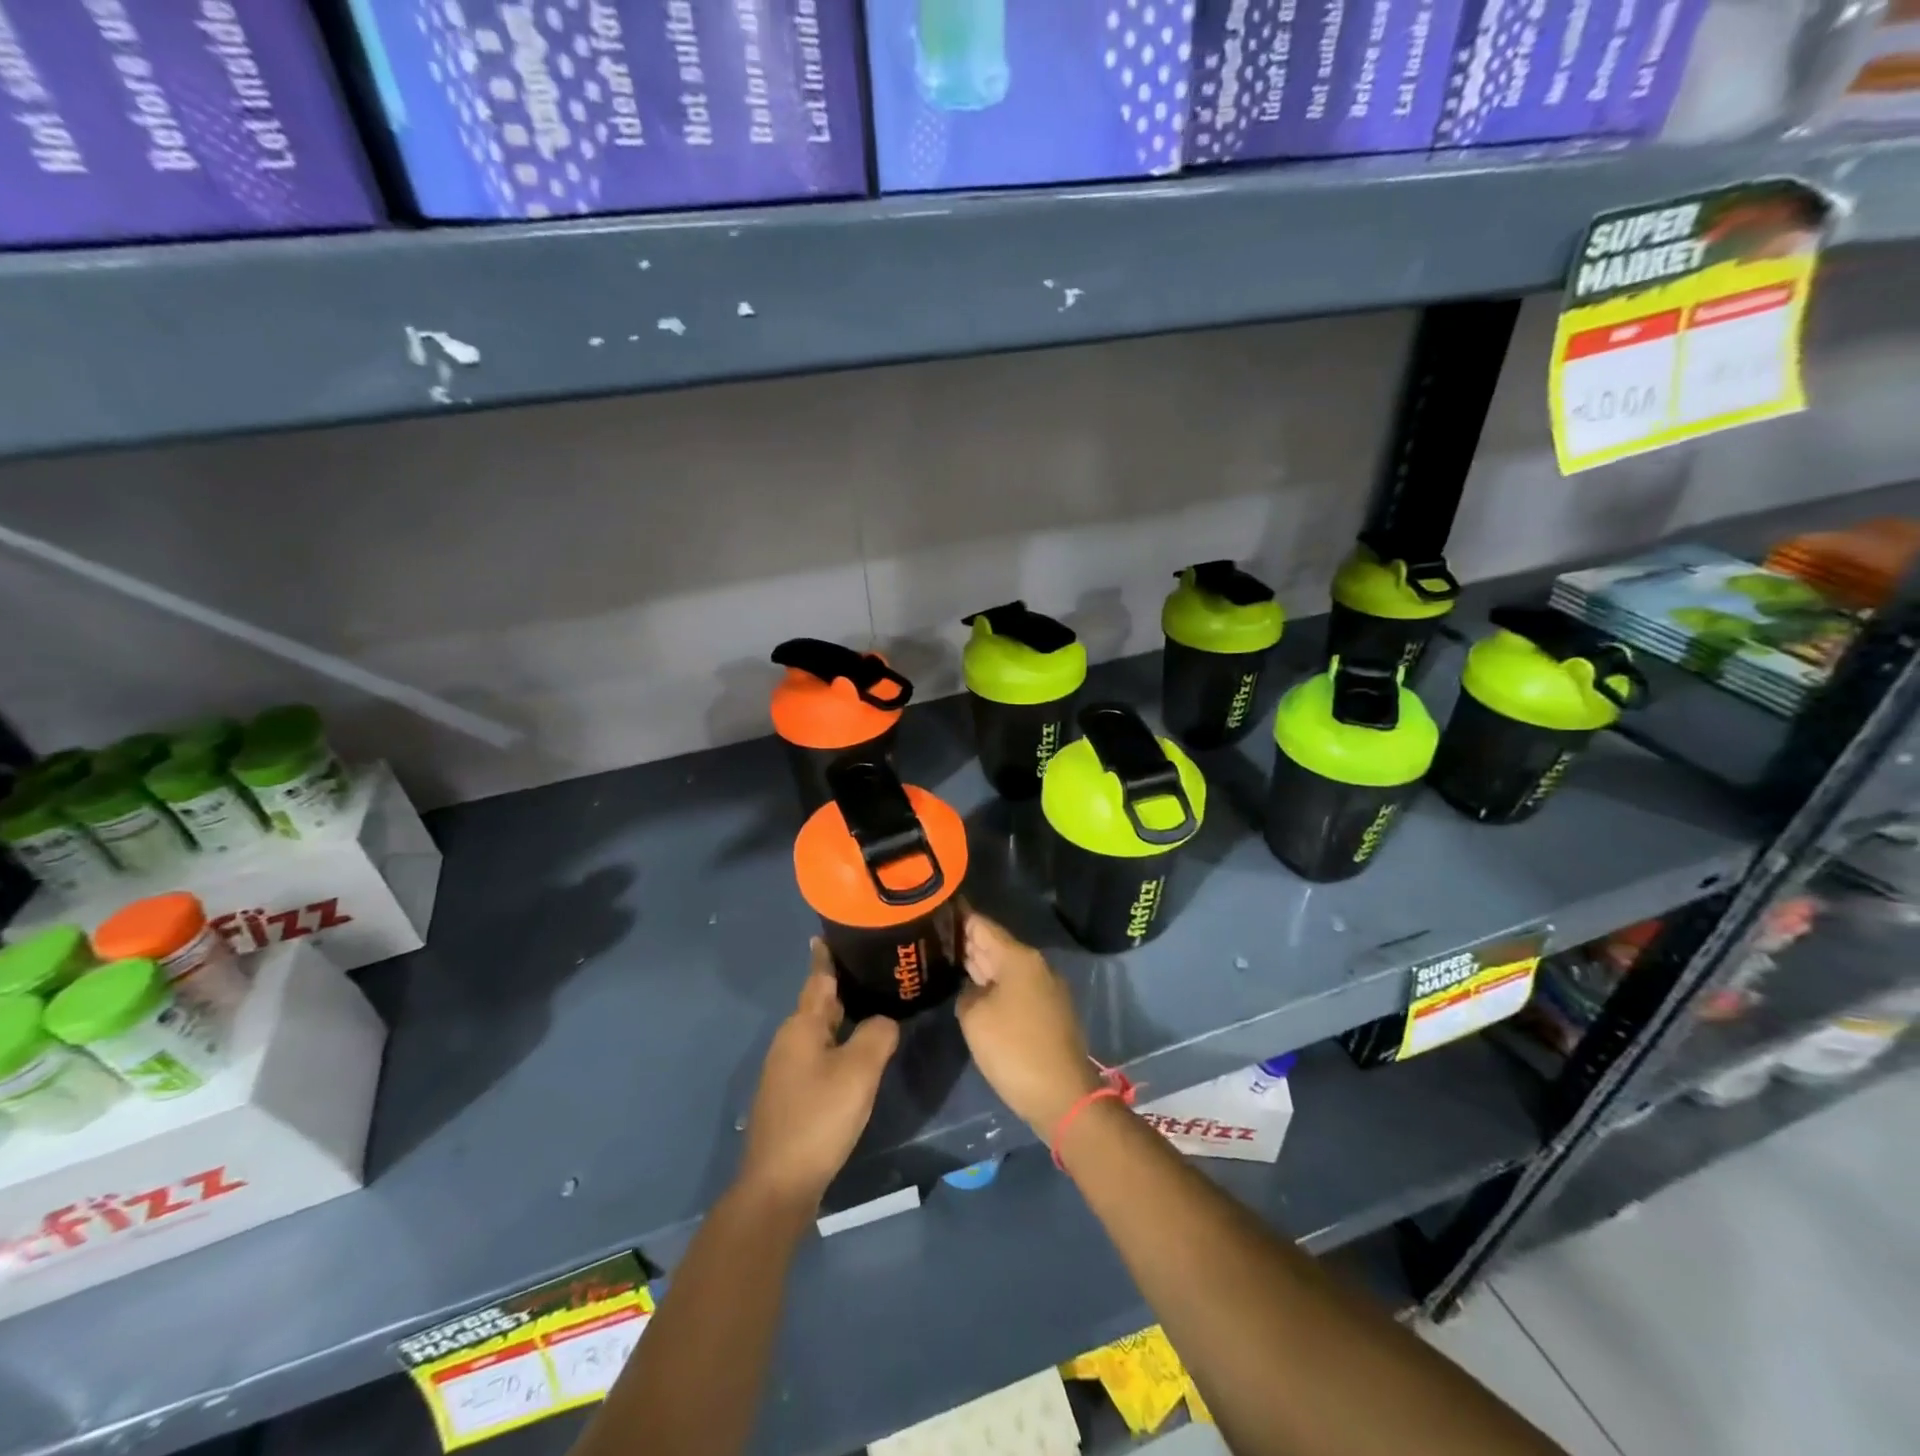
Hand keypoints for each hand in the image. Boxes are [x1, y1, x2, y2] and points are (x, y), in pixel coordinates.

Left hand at [738, 939, 899, 1207]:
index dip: (829, 954)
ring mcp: (787, 1069)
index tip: (839, 929)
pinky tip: (859, 1052)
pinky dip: (840, 1043)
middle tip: (878, 967)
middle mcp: (789, 1040)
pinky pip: (820, 1053)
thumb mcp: (859, 1070)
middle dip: (845, 984)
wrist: (779, 1184)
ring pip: (821, 1029)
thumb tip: (884, 1022)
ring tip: (876, 1003)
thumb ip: (877, 1034)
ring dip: (845, 1015)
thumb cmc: (819, 1118)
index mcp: (802, 1025)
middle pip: (821, 1002)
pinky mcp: (792, 1094)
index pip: (819, 976)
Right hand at [955, 911, 1100, 1135]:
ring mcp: (1046, 988)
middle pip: (996, 944)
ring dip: (981, 964)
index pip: (983, 925)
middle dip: (968, 941)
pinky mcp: (1049, 1011)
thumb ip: (966, 993)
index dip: (959, 917)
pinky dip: (995, 985)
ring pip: (1007, 967)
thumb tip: (973, 989)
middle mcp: (1036, 965)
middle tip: (934, 935)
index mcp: (1019, 958)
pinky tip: (975, 992)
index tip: (937, 908)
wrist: (1062, 1094)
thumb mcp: (974, 1018)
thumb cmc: (1014, 1049)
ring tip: (948, 959)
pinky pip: (1016, 987)